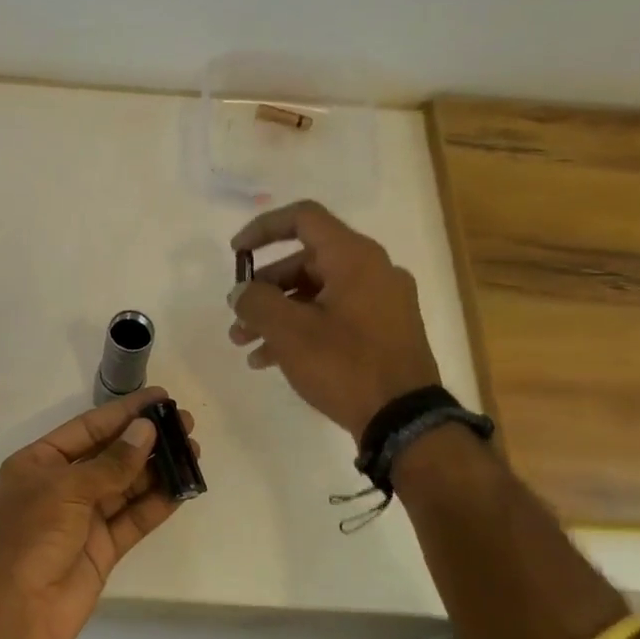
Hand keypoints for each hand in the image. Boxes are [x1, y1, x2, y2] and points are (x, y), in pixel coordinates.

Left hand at [0, 388, 196, 638]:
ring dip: (158, 469)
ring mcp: (83, 519)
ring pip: (126, 487)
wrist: (13, 612)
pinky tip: (183, 488)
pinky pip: (133, 519)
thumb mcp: (66, 489)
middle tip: (185, 424)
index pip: (88, 428)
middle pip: (110, 455)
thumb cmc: (29, 536)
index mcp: (40, 463)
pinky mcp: (102, 549)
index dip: (123, 413)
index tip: (160, 398)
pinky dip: (157, 504)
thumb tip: (146, 431)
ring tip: (193, 451)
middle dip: (146, 439)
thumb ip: (111, 463)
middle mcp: (62, 486)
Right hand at [229, 200, 440, 440]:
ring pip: (316, 294)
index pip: (303, 218)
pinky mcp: (384, 332)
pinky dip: (302, 329)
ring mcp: (382, 303)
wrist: (404, 420)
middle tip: (237, 316)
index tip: (236, 254)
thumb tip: (241, 292)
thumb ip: (256, 302)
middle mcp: (373, 270)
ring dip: (277, 314)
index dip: (263, 229)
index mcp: (354, 257)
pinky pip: (334, 317)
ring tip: (245, 344)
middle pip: (305, 262)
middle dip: (264, 289)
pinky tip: (270, 360)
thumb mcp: (289, 332)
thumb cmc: (344, 365)